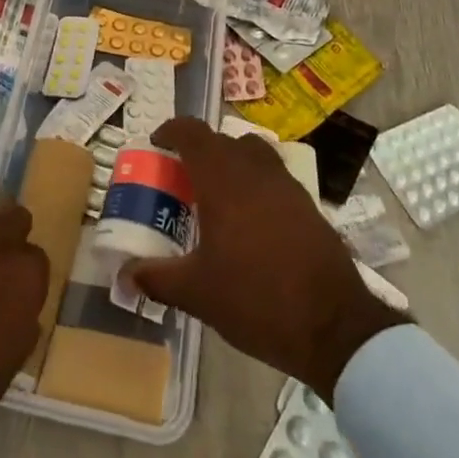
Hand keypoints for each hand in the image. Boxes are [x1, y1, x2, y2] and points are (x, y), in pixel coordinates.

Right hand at [128, 118, 407, 402]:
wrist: (334, 326)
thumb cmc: (257, 300)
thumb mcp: (197, 293)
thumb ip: (157, 278)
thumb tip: (124, 276)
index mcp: (223, 179)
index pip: (192, 132)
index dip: (171, 131)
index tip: (157, 145)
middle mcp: (254, 170)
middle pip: (221, 140)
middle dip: (198, 150)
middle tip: (181, 177)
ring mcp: (286, 184)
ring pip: (252, 153)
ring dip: (230, 161)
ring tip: (216, 193)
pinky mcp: (308, 204)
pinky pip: (273, 176)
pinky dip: (255, 182)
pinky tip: (250, 220)